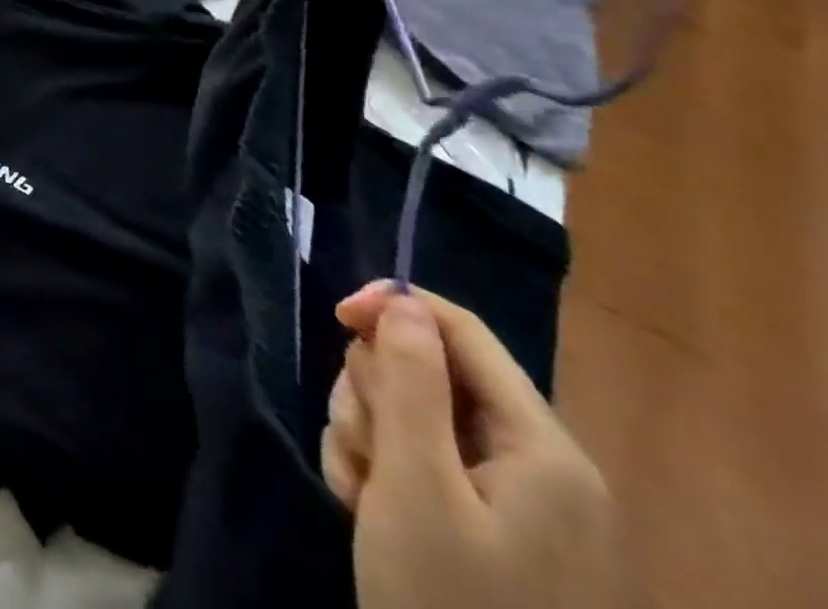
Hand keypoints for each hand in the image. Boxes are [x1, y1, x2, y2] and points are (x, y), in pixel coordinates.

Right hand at [323, 283, 628, 608]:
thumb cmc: (446, 600)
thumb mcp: (415, 483)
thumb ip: (411, 381)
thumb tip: (402, 300)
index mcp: (541, 448)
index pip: (461, 331)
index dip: (394, 306)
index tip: (336, 315)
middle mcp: (535, 463)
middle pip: (427, 370)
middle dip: (375, 394)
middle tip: (361, 444)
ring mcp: (510, 496)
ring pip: (410, 410)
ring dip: (366, 433)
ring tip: (359, 486)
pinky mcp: (483, 521)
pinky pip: (414, 454)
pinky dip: (377, 466)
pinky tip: (363, 503)